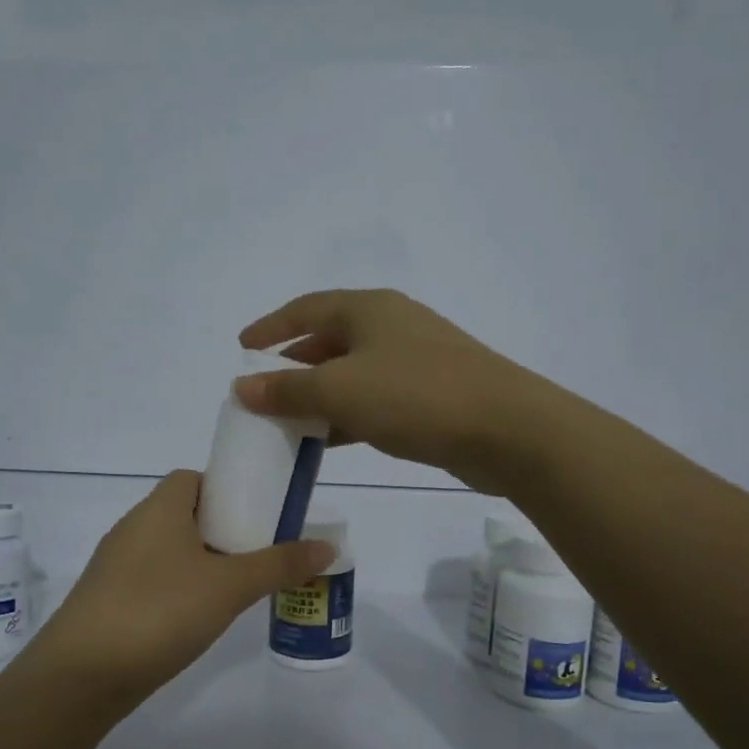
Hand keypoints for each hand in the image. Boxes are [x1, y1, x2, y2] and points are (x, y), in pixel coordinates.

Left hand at [25, 470, 334, 702]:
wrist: (80, 676)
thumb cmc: (159, 612)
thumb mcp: (229, 586)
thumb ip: (279, 564)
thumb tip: (328, 545)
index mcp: (159, 508)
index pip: (195, 478)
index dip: (228, 489)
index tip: (259, 515)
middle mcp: (133, 528)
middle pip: (185, 514)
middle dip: (223, 530)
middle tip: (259, 554)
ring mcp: (116, 566)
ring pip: (170, 550)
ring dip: (203, 562)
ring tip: (238, 588)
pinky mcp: (108, 601)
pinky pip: (154, 580)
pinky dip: (180, 589)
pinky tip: (199, 617)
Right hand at [235, 289, 561, 492]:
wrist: (506, 428)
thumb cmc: (415, 396)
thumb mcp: (340, 391)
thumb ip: (288, 390)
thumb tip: (242, 387)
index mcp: (368, 309)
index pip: (306, 308)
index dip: (271, 327)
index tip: (242, 347)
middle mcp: (392, 325)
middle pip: (329, 339)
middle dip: (294, 366)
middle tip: (264, 392)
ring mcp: (416, 359)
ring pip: (353, 373)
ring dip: (320, 395)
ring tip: (289, 421)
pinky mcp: (432, 394)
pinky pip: (375, 398)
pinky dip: (348, 414)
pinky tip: (331, 440)